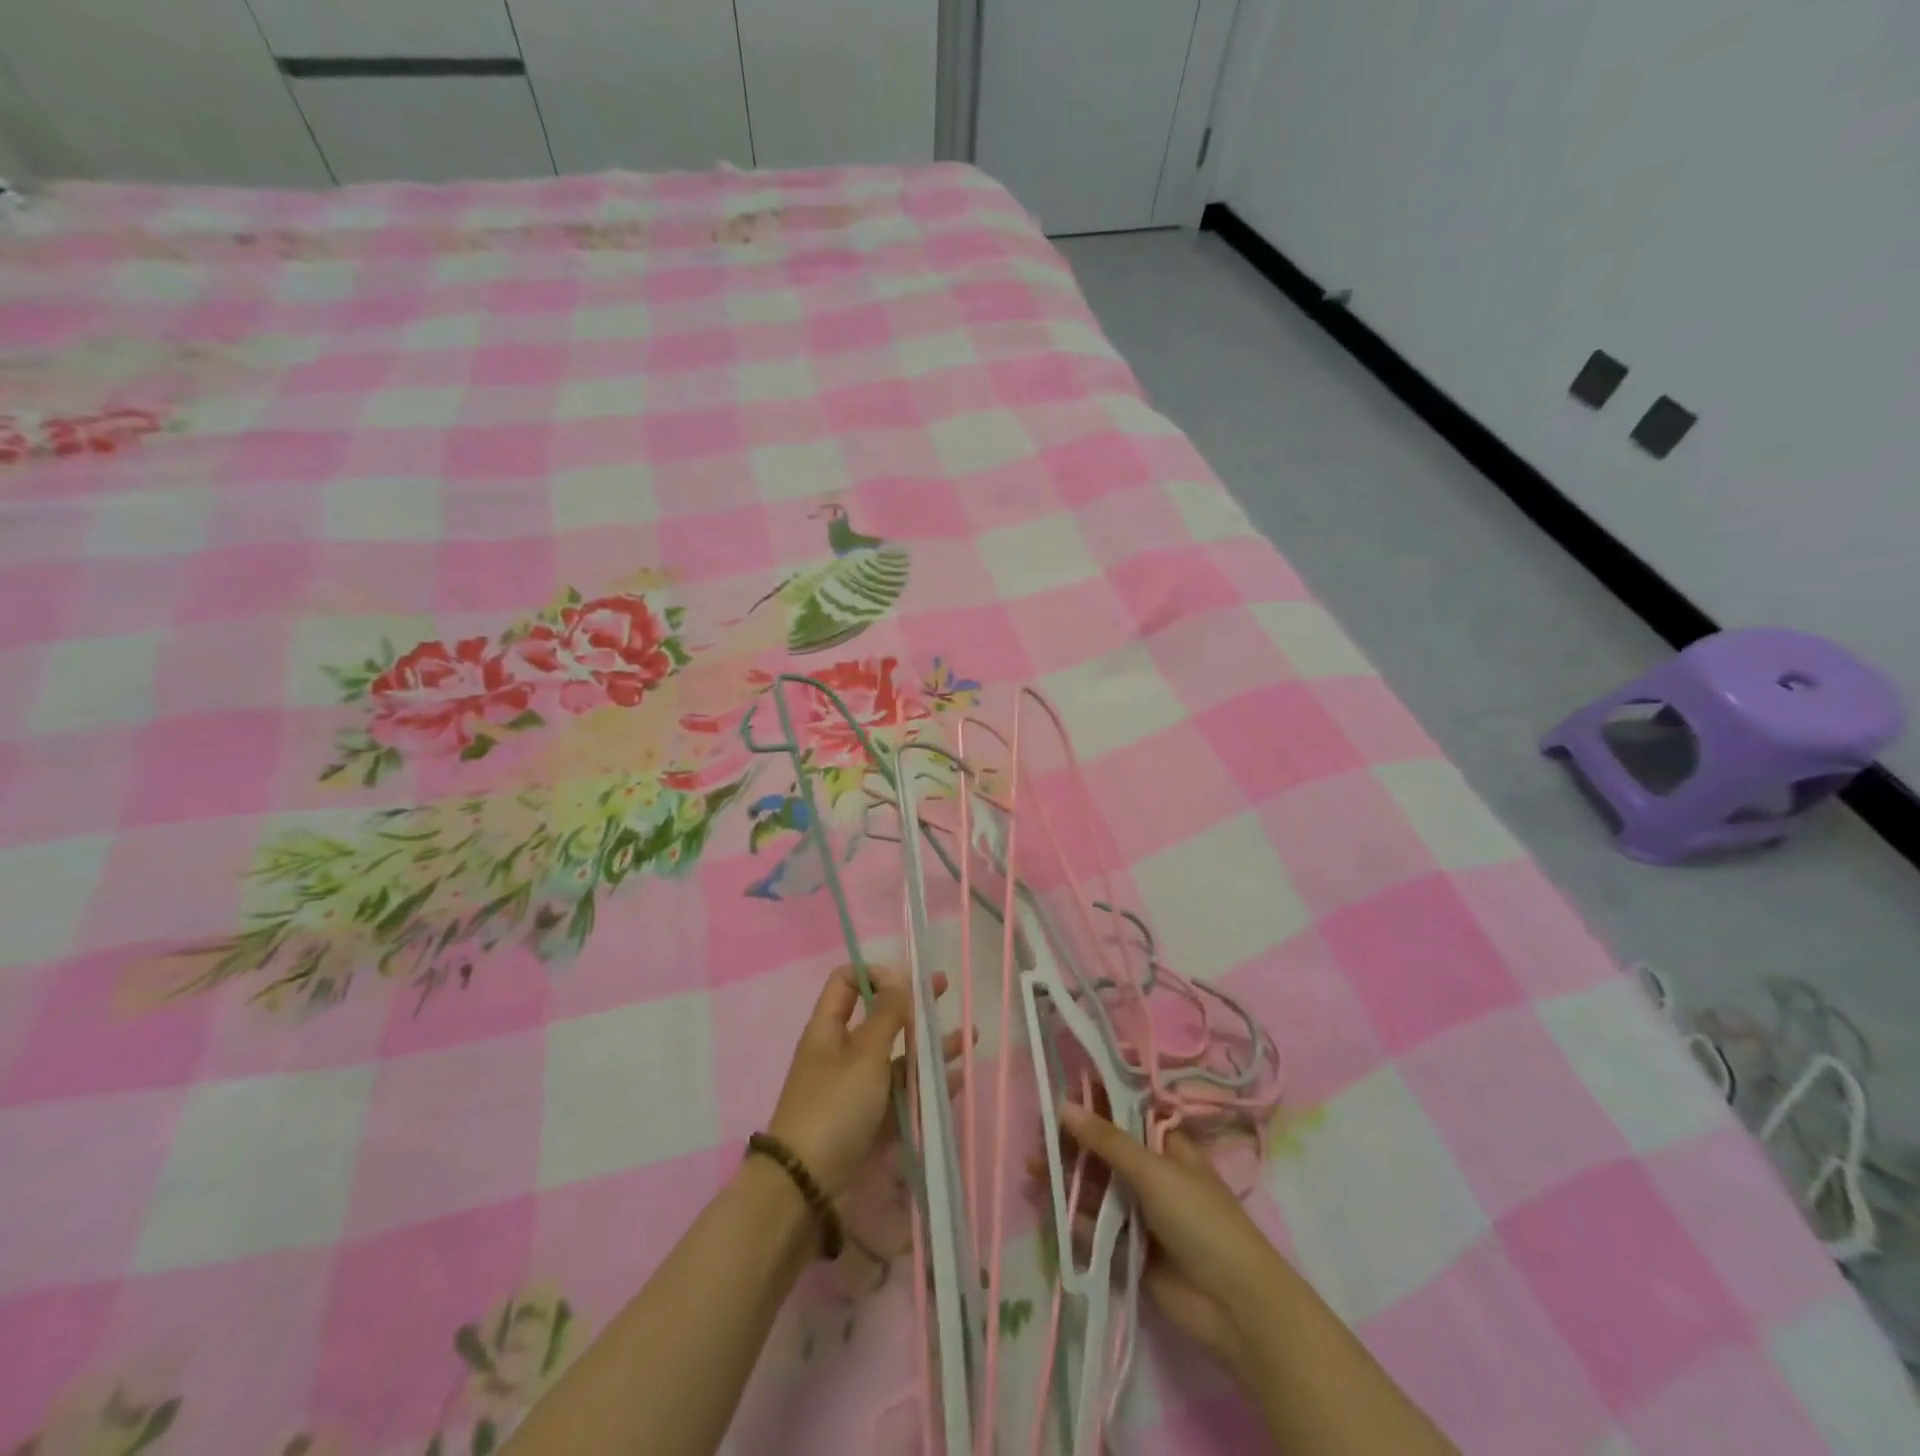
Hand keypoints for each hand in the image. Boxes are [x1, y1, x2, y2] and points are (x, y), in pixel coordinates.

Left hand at [767, 963, 964, 1198]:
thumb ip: (886, 1016)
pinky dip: (927, 1085)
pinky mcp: (869, 1121)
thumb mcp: (863, 1056)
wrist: (806, 1188)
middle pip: (879, 1018)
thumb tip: (898, 975)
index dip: (874, 974)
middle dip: (913, 1004)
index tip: (905, 981)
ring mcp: (856, 1089)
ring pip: (897, 1058)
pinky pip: (902, 1094)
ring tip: (969, 1038)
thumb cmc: (833, 1108)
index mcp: (828, 1029)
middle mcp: (841, 1053)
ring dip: (930, 1047)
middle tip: (945, 989)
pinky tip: (957, 1080)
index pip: (846, 982)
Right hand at [1057, 1104, 1291, 1382]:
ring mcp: (1139, 1214)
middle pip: (1104, 1152)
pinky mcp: (1128, 1250)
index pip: (1123, 1116)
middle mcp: (1151, 1175)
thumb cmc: (1201, 1220)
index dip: (1093, 1105)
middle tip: (1036, 1135)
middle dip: (1072, 1144)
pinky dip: (1073, 1217)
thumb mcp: (1154, 1170)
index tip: (1057, 1094)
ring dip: (1066, 1179)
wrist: (1235, 1306)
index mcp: (1166, 1147)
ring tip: (1032, 1169)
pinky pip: (1095, 1228)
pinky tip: (1046, 1205)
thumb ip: (1107, 1141)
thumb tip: (1063, 1105)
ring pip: (1096, 1189)